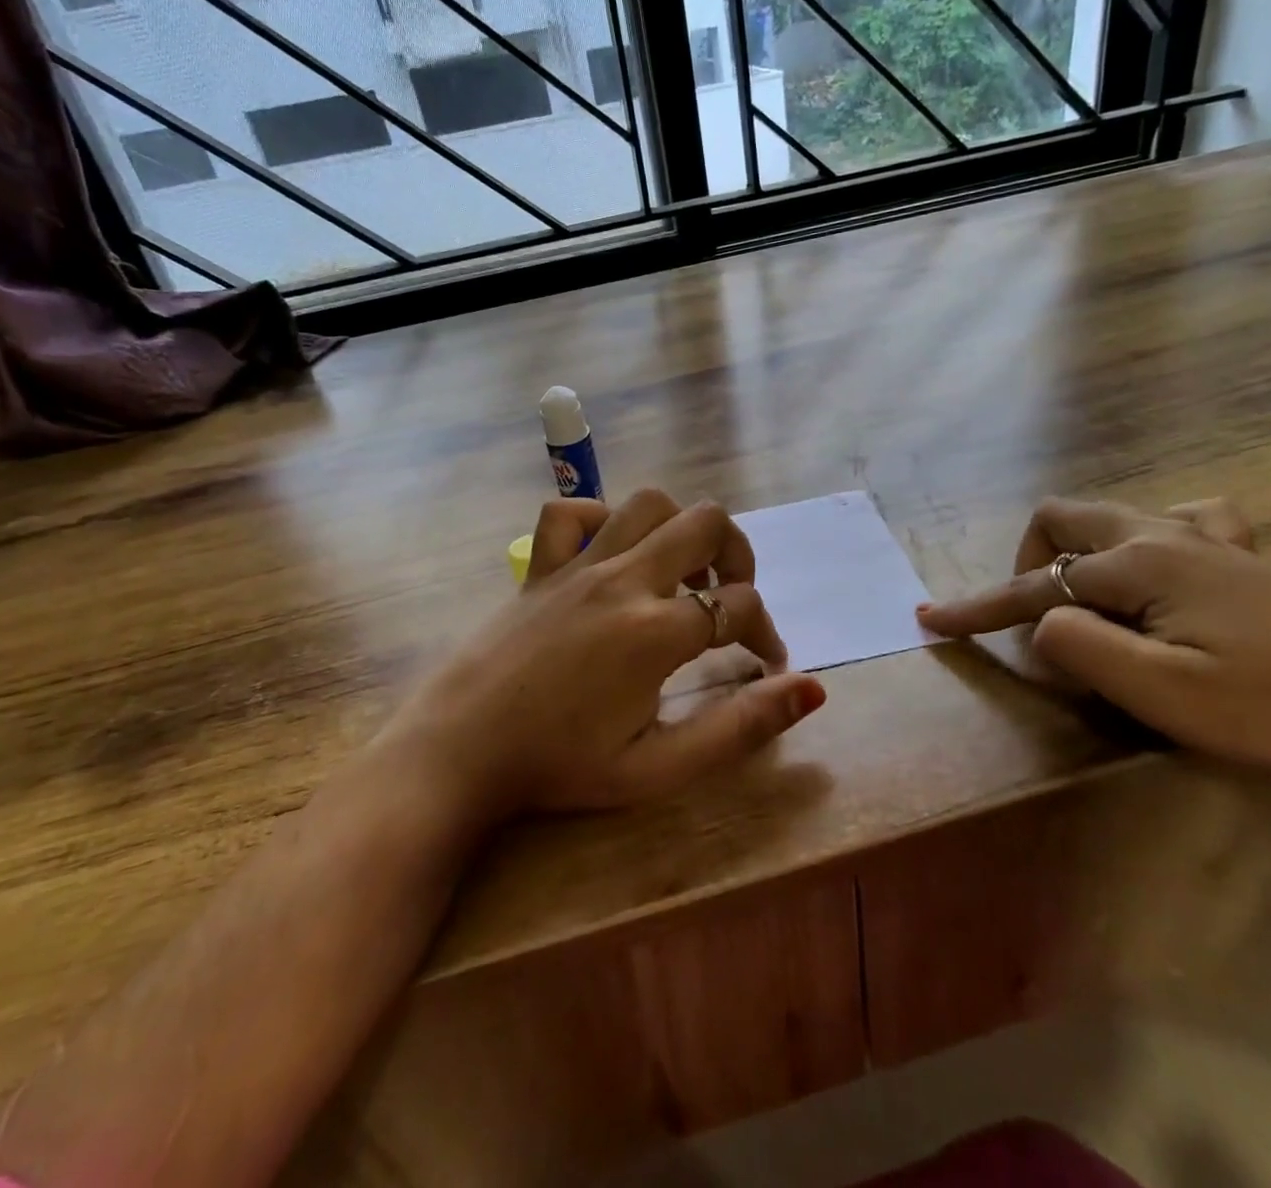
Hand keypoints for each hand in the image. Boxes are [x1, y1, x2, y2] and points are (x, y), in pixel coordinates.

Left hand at [381, 489, 825, 821]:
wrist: (457, 752)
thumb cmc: (558, 767)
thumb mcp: (657, 768)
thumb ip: (739, 728)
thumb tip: (812, 689)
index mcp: (654, 633)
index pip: (739, 608)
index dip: (766, 634)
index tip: (766, 664)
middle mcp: (622, 581)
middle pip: (705, 524)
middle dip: (738, 556)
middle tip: (733, 599)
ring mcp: (577, 565)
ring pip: (647, 502)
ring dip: (679, 528)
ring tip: (682, 571)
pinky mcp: (540, 566)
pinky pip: (570, 513)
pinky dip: (600, 519)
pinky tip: (610, 555)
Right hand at [918, 496, 1270, 809]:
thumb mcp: (1166, 696)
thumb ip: (1082, 647)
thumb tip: (1040, 621)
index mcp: (1138, 565)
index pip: (1034, 586)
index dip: (976, 607)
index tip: (929, 621)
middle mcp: (1161, 535)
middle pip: (1062, 519)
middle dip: (1028, 562)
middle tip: (1035, 619)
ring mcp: (1205, 538)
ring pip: (1112, 514)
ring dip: (1078, 548)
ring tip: (1089, 598)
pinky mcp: (1240, 555)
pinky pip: (1178, 519)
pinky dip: (1145, 538)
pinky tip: (1160, 568)